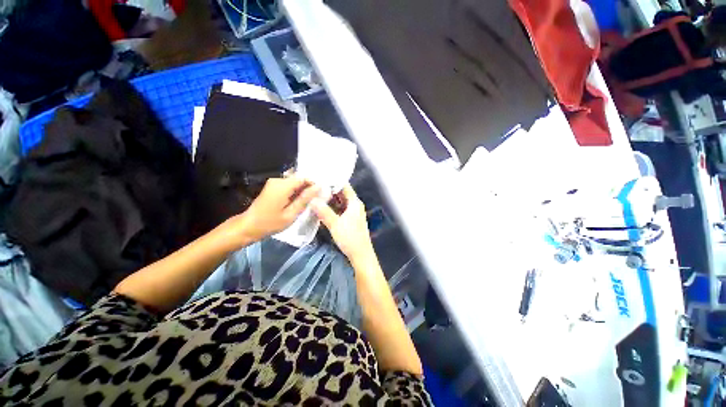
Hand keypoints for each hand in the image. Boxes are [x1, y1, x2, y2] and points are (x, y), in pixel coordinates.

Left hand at [232, 177, 320, 243]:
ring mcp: (274, 183)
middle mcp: (278, 180)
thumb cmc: (270, 223)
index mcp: (282, 186)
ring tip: (308, 203)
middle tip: (316, 200)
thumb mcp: (291, 213)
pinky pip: (289, 186)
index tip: (321, 194)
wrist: (249, 226)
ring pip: (295, 183)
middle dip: (309, 188)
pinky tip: (298, 202)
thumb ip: (305, 199)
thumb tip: (318, 187)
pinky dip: (296, 192)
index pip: (304, 177)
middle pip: (299, 179)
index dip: (314, 184)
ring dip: (303, 191)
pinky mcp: (273, 187)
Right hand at [311, 185, 373, 260]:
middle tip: (314, 187)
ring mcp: (353, 213)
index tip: (320, 178)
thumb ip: (324, 211)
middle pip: (342, 194)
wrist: (361, 255)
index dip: (333, 181)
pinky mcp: (350, 220)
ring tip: (316, 195)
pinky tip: (322, 208)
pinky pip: (340, 210)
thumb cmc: (350, 238)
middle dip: (329, 190)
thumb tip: (312, 199)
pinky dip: (332, 208)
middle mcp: (355, 205)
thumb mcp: (335, 224)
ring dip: (330, 200)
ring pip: (340, 202)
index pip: (345, 186)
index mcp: (354, 203)